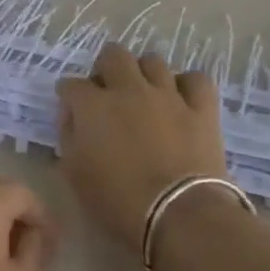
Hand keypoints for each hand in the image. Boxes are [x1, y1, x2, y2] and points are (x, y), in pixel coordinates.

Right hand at [57, 44, 229, 247]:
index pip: (71, 84)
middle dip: (105, 68)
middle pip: (113, 55)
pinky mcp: (201, 108)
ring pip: (153, 61)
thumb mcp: (74, 173)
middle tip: (106, 91)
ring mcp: (168, 95)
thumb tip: (72, 117)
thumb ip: (68, 137)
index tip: (70, 108)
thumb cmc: (117, 200)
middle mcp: (128, 89)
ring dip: (143, 73)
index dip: (68, 95)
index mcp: (92, 105)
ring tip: (143, 93)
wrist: (179, 215)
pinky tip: (181, 98)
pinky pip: (195, 79)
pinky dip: (186, 85)